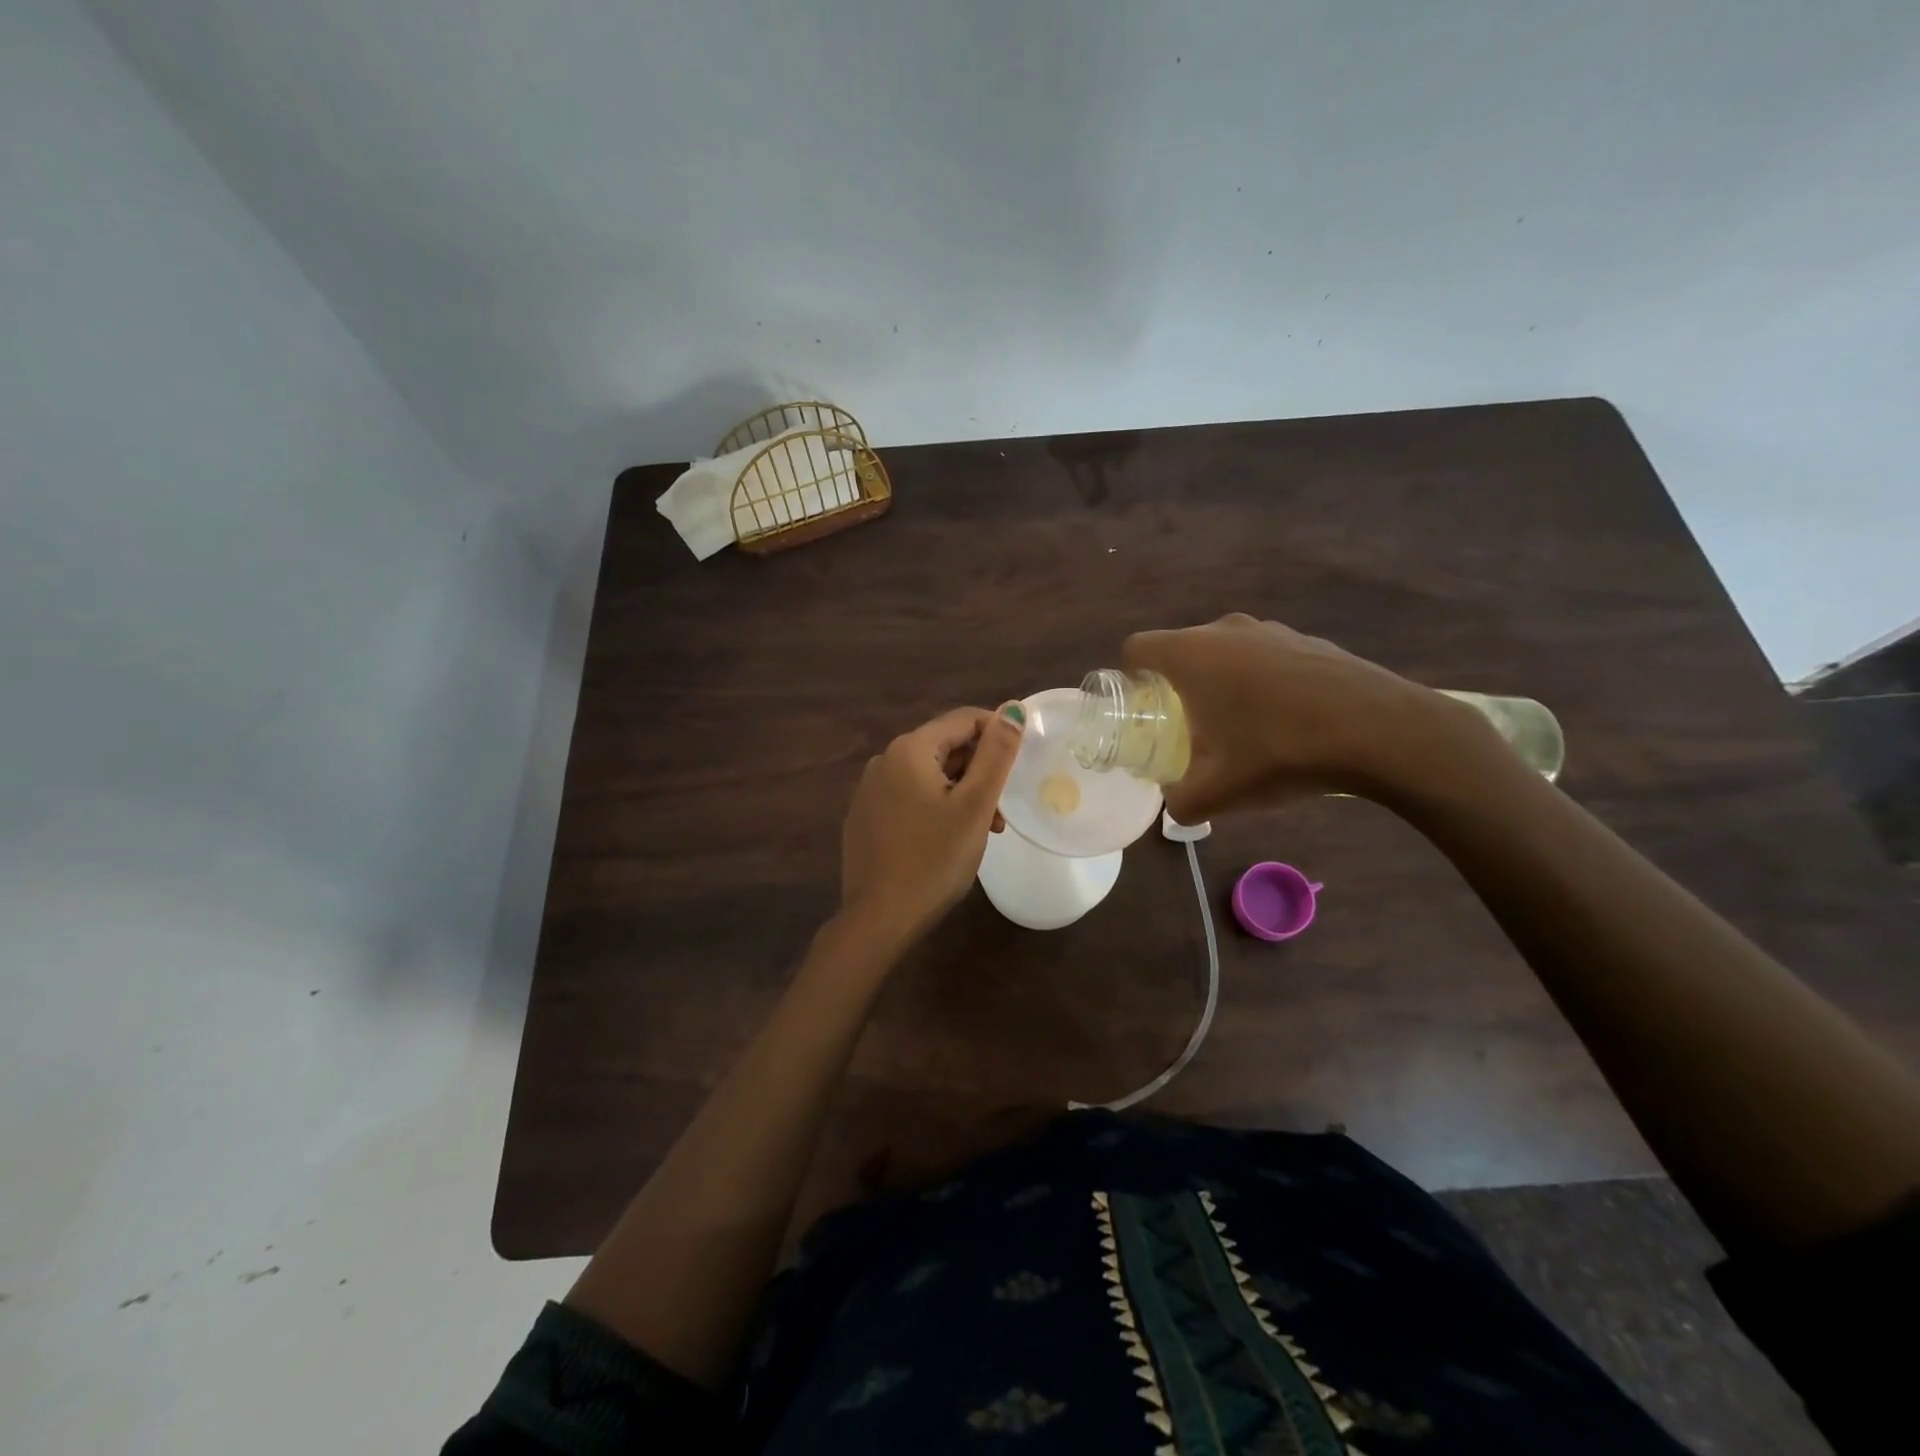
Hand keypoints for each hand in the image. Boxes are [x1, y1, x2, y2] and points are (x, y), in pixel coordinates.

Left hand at [840, 705, 1025, 945]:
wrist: (880, 918)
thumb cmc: (935, 859)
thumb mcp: (975, 805)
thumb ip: (996, 754)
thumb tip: (1012, 708)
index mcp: (909, 749)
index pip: (963, 720)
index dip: (998, 734)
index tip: (1021, 764)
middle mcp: (884, 760)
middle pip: (944, 747)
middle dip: (979, 771)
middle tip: (1001, 810)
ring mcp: (869, 790)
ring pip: (929, 776)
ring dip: (962, 793)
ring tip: (984, 830)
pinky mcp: (865, 817)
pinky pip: (909, 797)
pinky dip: (936, 807)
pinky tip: (949, 839)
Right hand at [1123, 613, 1457, 820]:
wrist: (1382, 730)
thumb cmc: (1281, 751)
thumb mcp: (1219, 791)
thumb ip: (1181, 802)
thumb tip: (1174, 806)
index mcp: (1192, 655)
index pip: (1137, 647)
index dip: (1130, 677)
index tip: (1144, 709)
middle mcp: (1226, 630)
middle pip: (1181, 650)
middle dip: (1176, 686)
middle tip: (1189, 728)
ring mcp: (1272, 629)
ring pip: (1225, 652)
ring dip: (1221, 683)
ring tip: (1241, 727)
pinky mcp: (1309, 639)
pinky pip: (1265, 657)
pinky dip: (1262, 682)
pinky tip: (1287, 720)